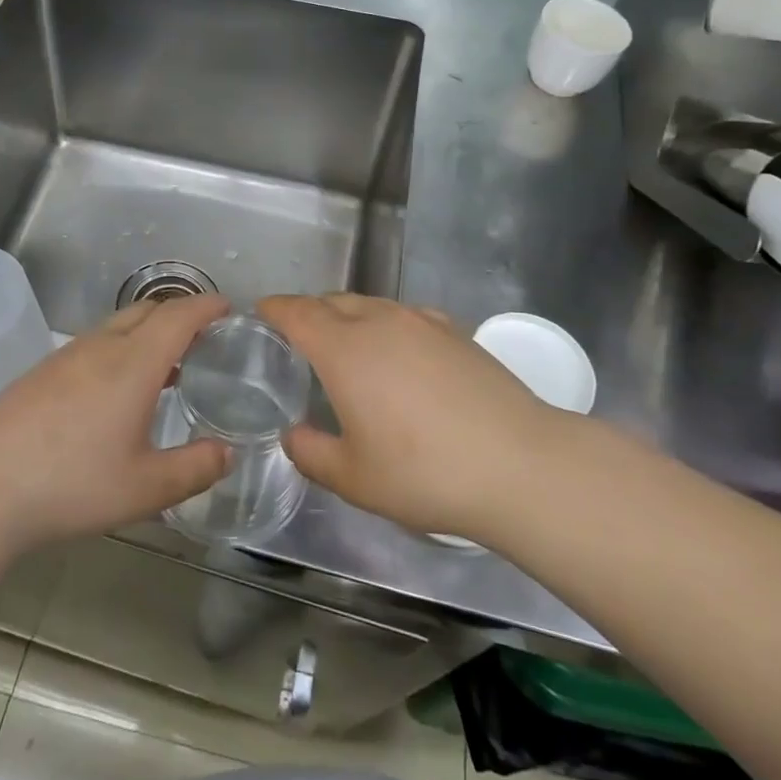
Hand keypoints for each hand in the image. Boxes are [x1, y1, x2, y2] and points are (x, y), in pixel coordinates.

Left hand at [0, 293, 231, 552]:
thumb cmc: (72, 485)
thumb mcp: (145, 489)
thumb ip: (195, 469)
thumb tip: (227, 453)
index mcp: (133, 363)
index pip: (179, 315)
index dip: (207, 306)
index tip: (229, 308)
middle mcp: (101, 346)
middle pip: (148, 311)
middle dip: (181, 314)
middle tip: (205, 339)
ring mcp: (66, 356)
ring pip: (118, 326)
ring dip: (149, 333)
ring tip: (167, 367)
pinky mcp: (42, 372)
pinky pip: (94, 343)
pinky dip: (121, 349)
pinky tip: (117, 390)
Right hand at [257, 293, 562, 543]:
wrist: (519, 464)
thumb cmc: (424, 472)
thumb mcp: (354, 478)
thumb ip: (311, 453)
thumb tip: (295, 435)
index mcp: (344, 349)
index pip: (297, 312)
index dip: (275, 308)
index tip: (261, 311)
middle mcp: (379, 321)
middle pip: (333, 301)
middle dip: (309, 312)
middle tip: (299, 338)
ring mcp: (421, 321)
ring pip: (371, 304)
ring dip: (349, 315)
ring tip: (348, 346)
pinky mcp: (456, 331)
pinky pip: (405, 315)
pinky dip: (386, 324)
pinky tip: (399, 354)